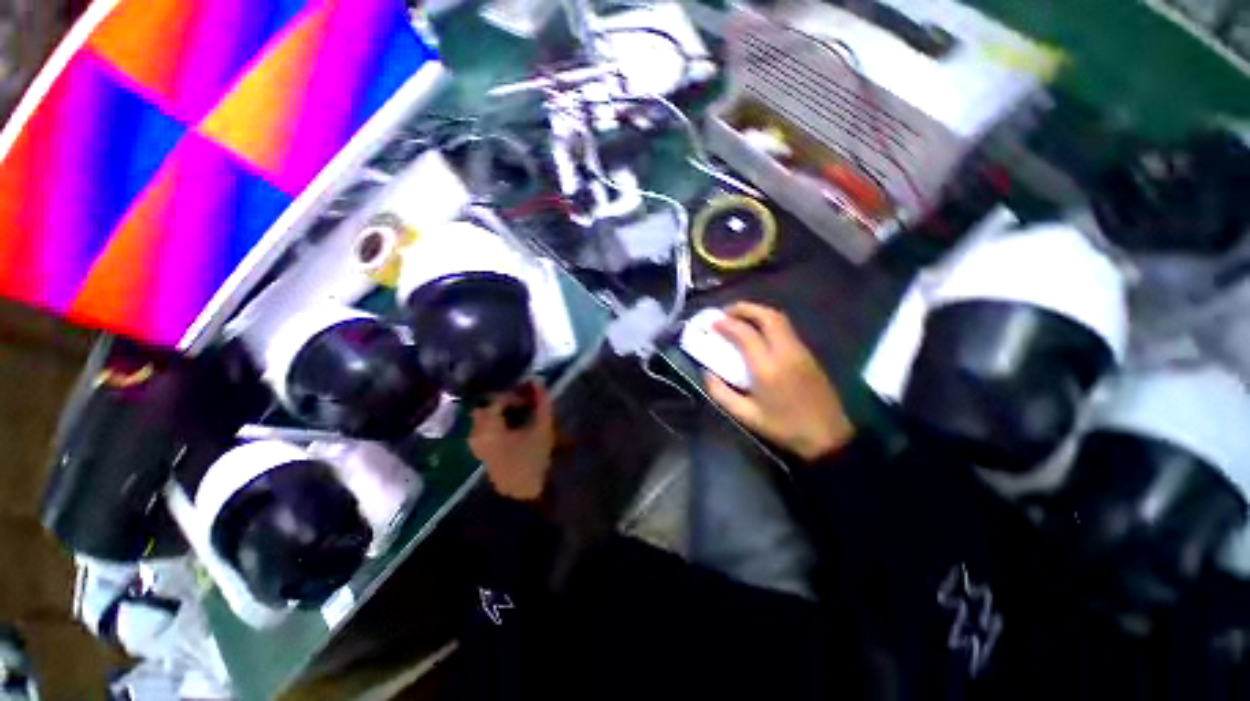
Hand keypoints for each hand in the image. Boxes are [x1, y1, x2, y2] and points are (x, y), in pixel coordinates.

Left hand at [469, 382, 555, 500]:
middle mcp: (476, 433)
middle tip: (526, 404)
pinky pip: (487, 429)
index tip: (531, 397)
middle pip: (488, 407)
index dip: (515, 394)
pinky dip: (501, 423)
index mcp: (487, 426)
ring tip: (525, 416)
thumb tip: (537, 380)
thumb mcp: (542, 428)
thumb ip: (542, 402)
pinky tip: (517, 429)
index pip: (496, 398)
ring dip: (504, 412)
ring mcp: (476, 445)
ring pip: (487, 418)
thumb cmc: (533, 460)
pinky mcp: (482, 453)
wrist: (524, 496)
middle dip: (507, 402)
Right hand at [705, 302, 854, 460]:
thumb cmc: (783, 427)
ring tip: (739, 317)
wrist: (827, 436)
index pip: (745, 333)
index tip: (713, 322)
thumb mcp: (745, 415)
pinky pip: (786, 328)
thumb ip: (721, 393)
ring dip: (757, 312)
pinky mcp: (808, 354)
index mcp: (767, 367)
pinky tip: (758, 331)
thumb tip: (706, 372)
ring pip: (779, 319)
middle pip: (767, 316)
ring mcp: (800, 351)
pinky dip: (768, 321)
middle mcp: (785, 352)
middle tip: (726, 312)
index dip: (727, 323)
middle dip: (744, 308)